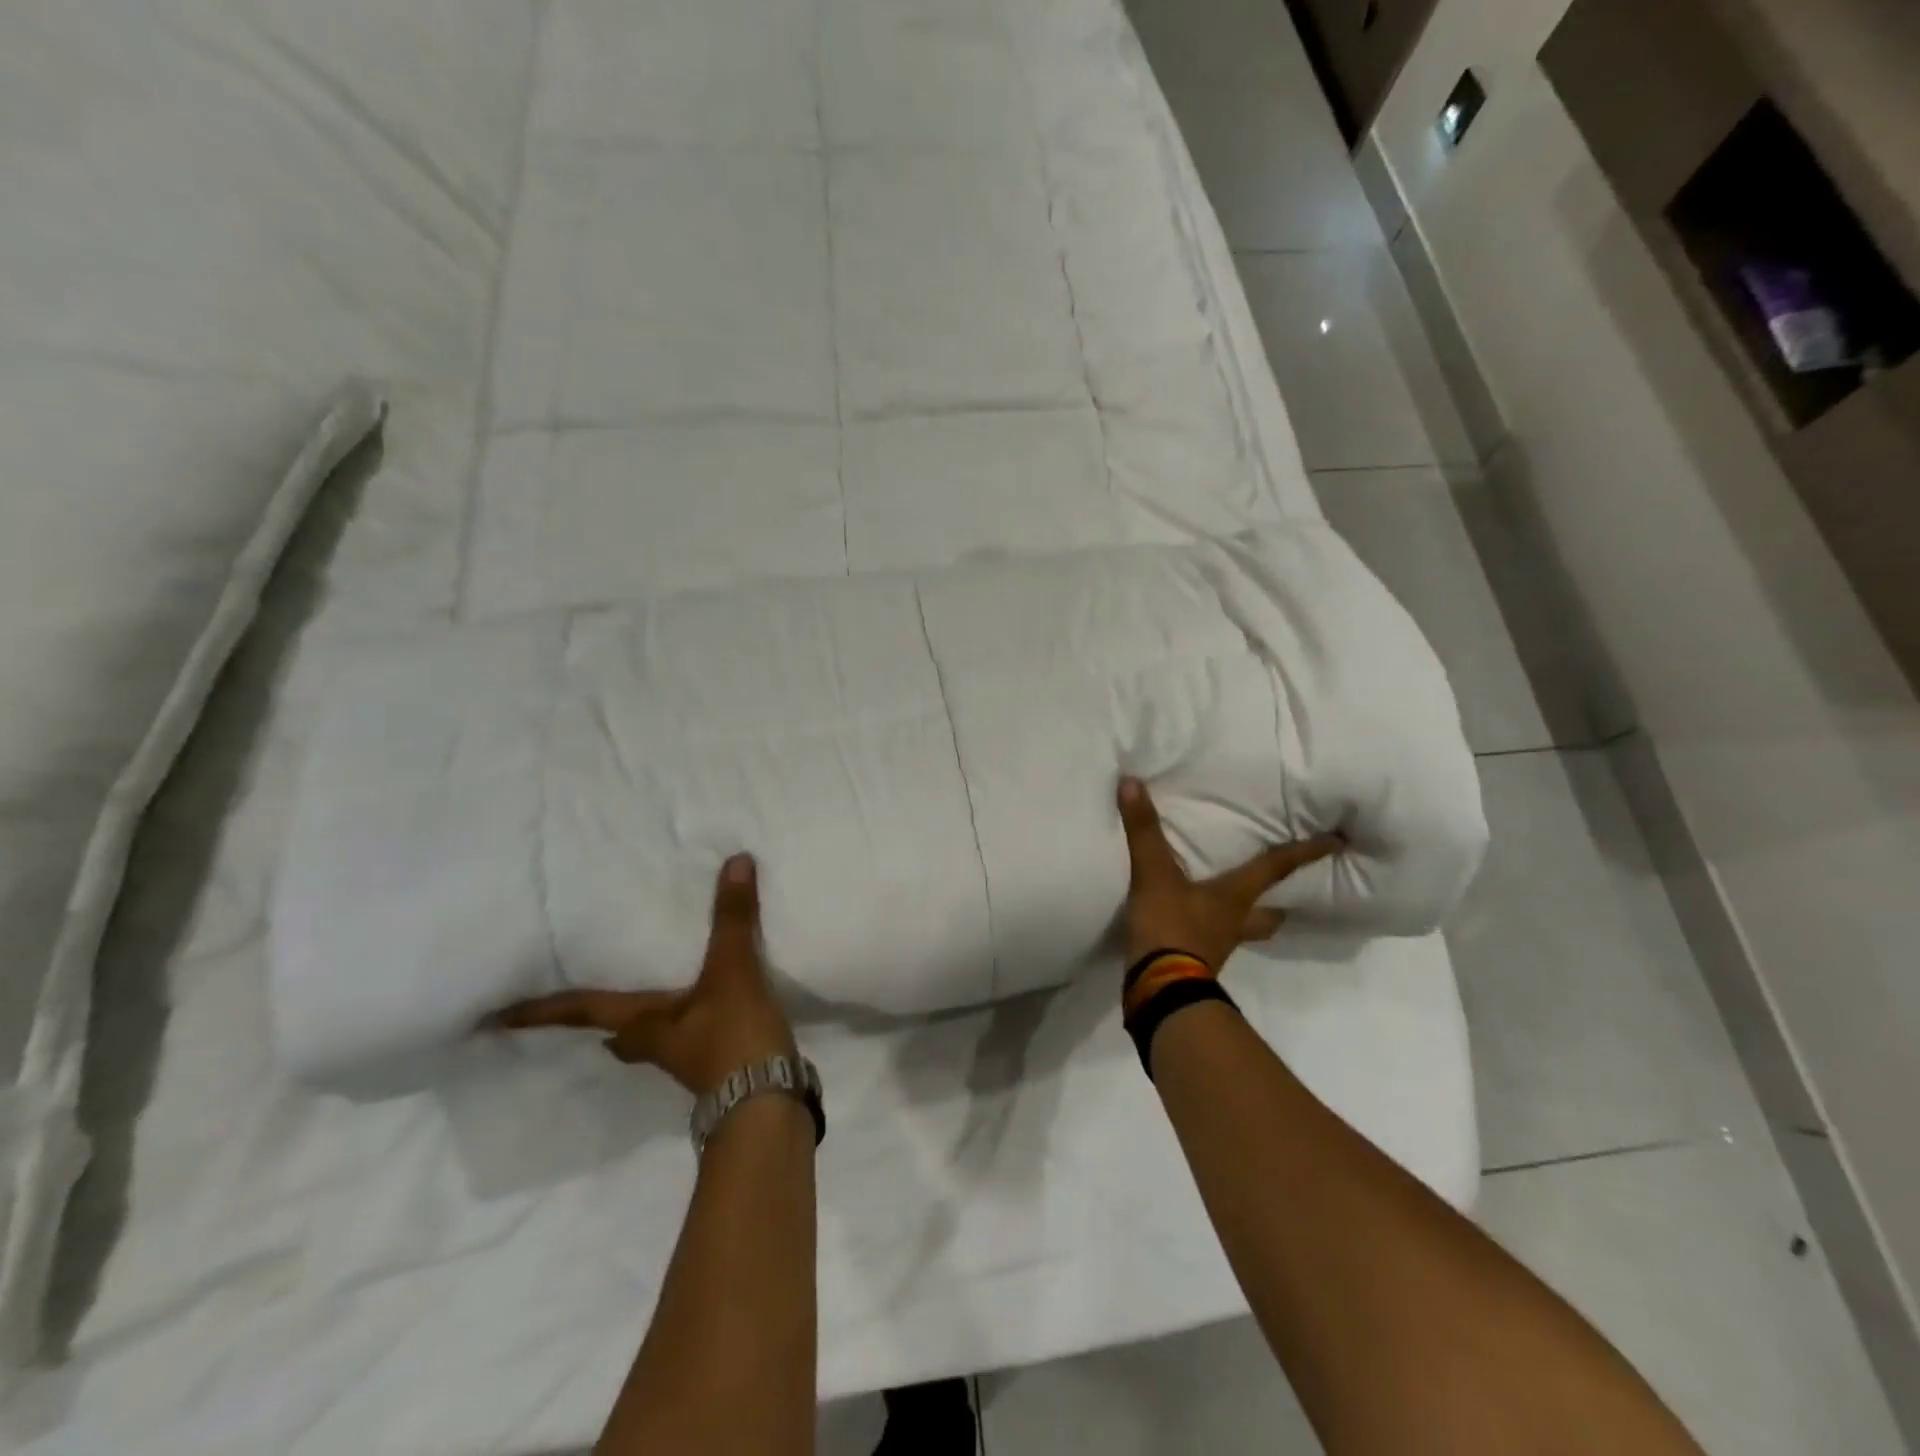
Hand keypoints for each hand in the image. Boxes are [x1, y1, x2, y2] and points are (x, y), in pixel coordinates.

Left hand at [489, 854, 796, 1095]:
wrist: (767, 1100)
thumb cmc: (732, 1036)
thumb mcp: (732, 970)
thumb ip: (733, 918)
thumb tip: (735, 861)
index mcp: (642, 1023)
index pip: (580, 1011)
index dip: (540, 1011)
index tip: (494, 1017)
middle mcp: (654, 1042)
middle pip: (612, 1031)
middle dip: (590, 1020)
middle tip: (572, 1004)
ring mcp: (684, 1056)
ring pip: (647, 1036)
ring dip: (636, 1020)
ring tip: (636, 996)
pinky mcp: (715, 1063)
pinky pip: (684, 1034)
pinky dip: (680, 1018)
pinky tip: (698, 1006)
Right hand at [1117, 777, 1340, 970]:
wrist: (1158, 989)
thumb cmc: (1170, 928)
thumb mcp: (1154, 874)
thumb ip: (1145, 830)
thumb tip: (1133, 782)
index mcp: (1235, 897)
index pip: (1277, 868)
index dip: (1307, 852)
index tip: (1339, 842)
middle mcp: (1235, 921)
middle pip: (1271, 912)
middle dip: (1282, 900)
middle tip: (1291, 889)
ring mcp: (1217, 945)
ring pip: (1245, 929)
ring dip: (1248, 917)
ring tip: (1239, 903)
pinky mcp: (1195, 961)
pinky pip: (1212, 940)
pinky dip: (1210, 928)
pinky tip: (1195, 920)